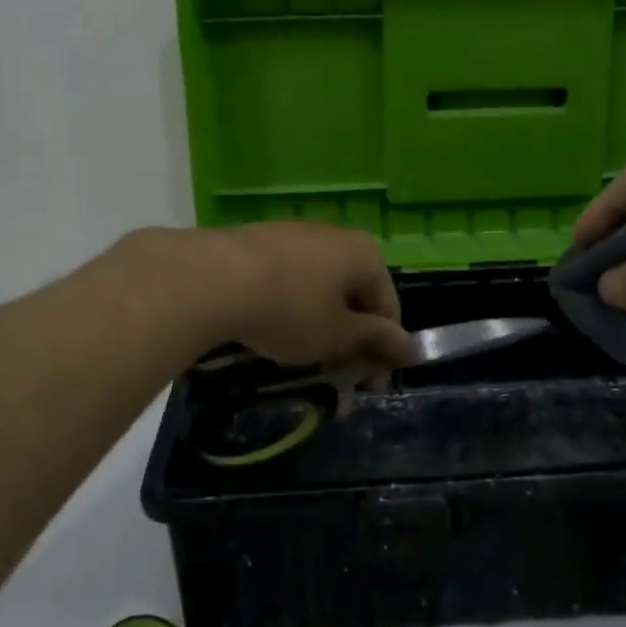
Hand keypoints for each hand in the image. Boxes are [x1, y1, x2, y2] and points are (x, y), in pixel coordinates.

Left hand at [197, 222, 413, 373]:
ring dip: (319, 337)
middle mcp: (334, 238)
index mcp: (364, 254)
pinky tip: (272, 340)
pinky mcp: (258, 246)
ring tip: (302, 370)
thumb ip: (377, 341)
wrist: (213, 278)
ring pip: (319, 296)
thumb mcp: (339, 335)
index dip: (383, 353)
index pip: (388, 308)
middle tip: (336, 387)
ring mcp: (294, 238)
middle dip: (349, 349)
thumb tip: (413, 348)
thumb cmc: (291, 309)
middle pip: (352, 300)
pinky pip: (288, 286)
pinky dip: (289, 316)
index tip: (368, 389)